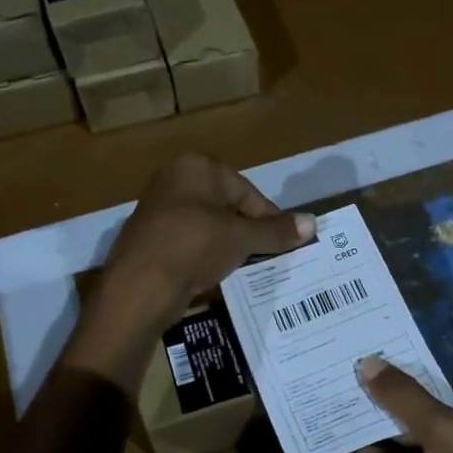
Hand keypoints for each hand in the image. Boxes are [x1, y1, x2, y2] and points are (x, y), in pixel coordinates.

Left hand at [63, 154, 312, 388]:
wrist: (139, 286)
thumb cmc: (195, 246)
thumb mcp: (242, 238)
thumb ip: (277, 231)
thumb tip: (313, 223)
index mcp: (197, 166)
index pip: (247, 191)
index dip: (268, 219)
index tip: (282, 243)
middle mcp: (174, 178)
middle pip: (227, 206)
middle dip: (247, 231)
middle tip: (264, 257)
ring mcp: (158, 207)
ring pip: (208, 225)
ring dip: (227, 245)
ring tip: (241, 268)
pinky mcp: (149, 236)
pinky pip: (189, 241)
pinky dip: (204, 255)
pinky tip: (213, 275)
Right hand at [349, 359, 452, 452]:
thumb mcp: (442, 427)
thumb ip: (404, 396)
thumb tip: (367, 361)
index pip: (449, 390)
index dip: (413, 385)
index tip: (375, 378)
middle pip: (432, 419)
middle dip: (395, 414)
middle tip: (354, 400)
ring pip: (422, 450)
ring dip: (389, 443)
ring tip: (350, 428)